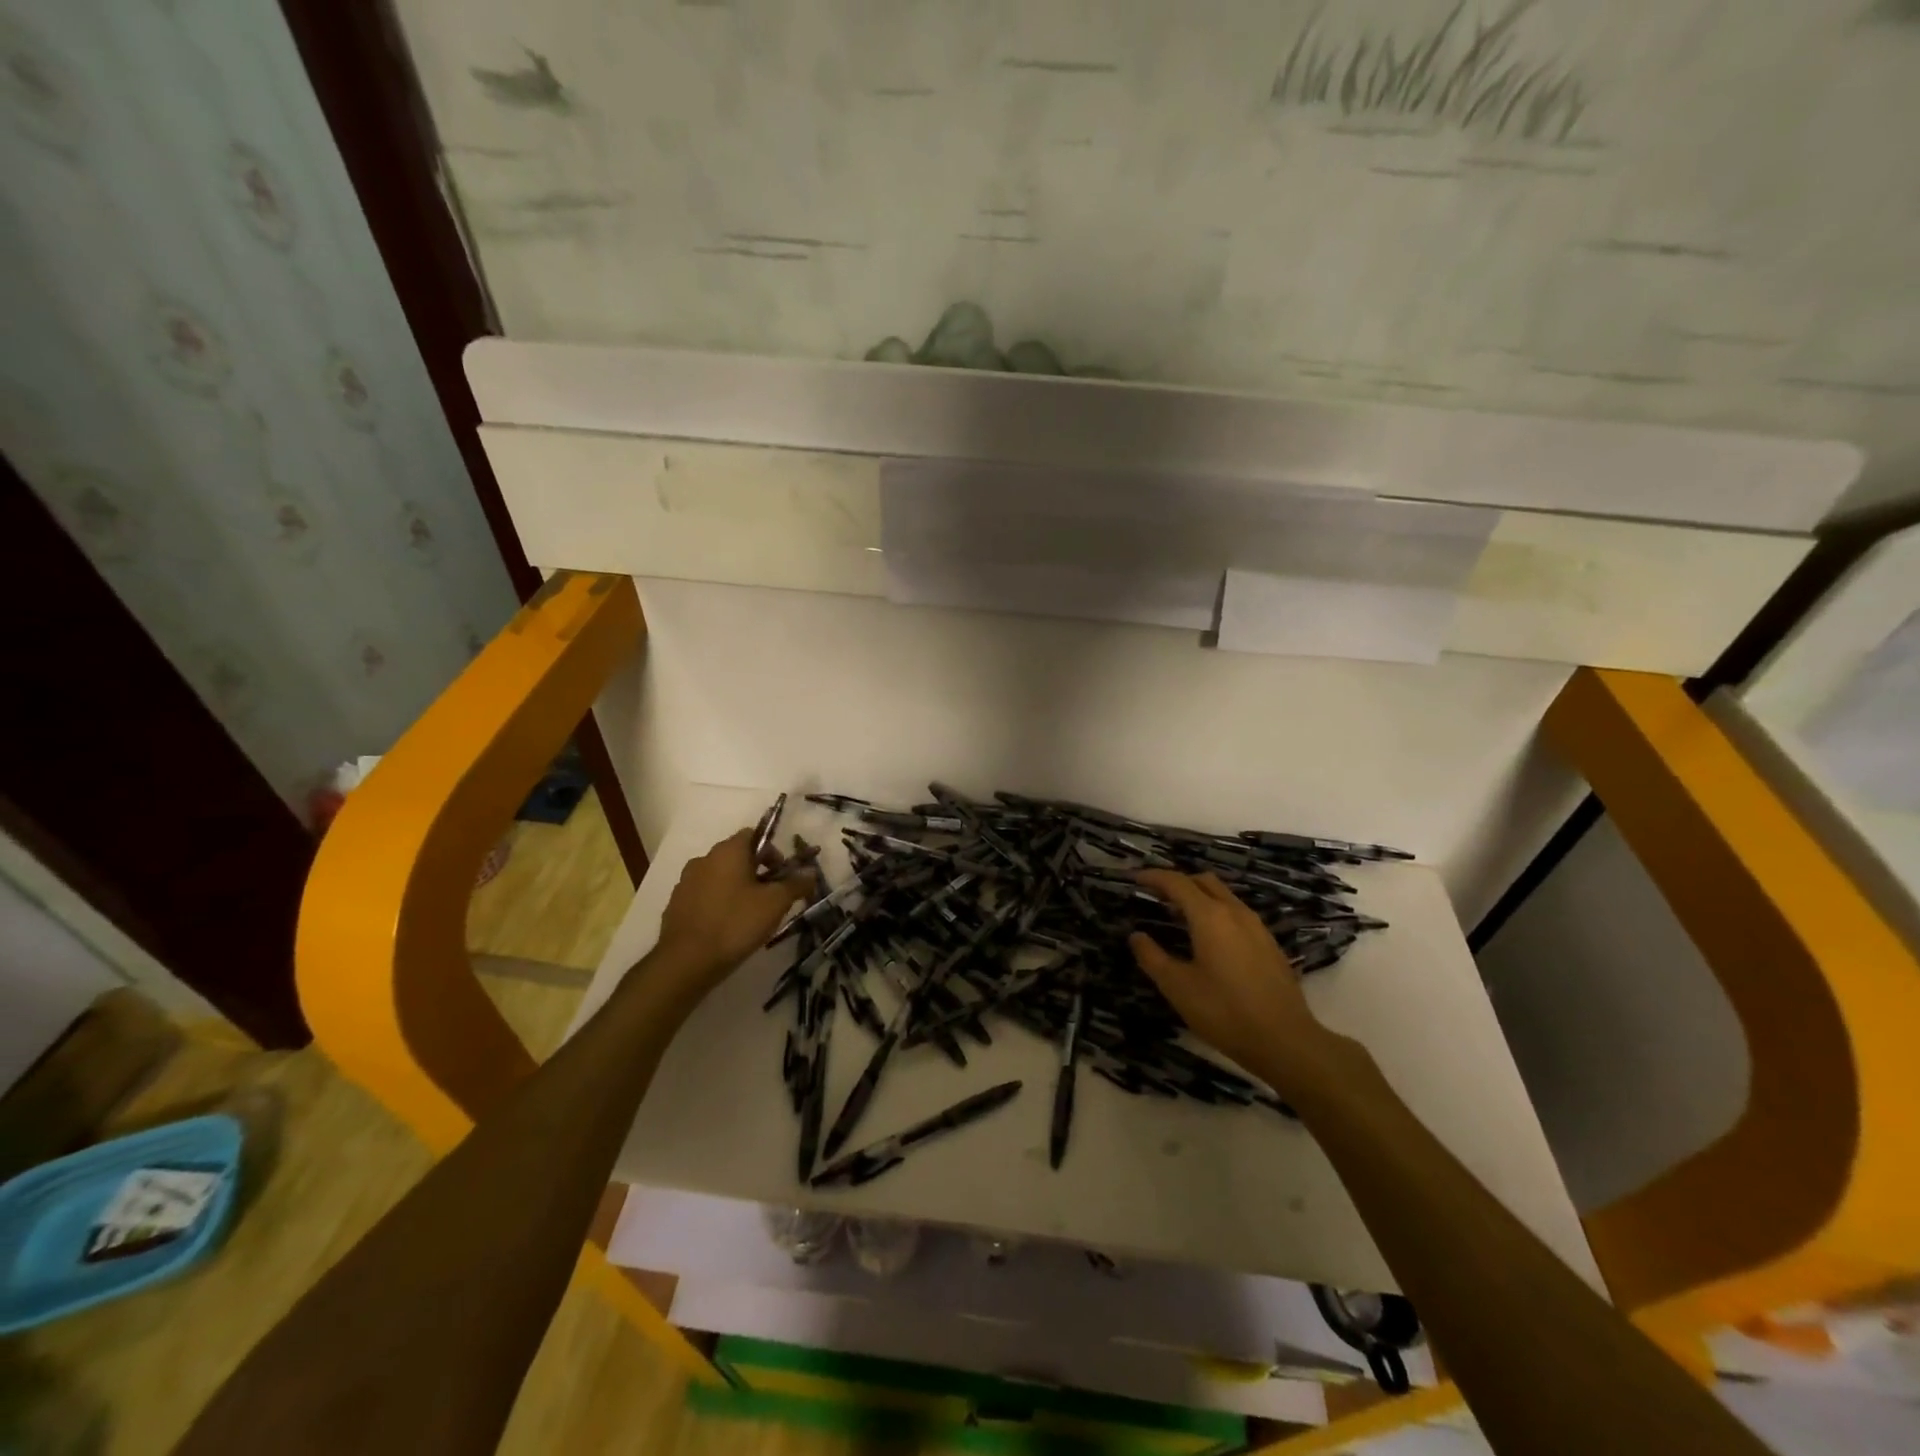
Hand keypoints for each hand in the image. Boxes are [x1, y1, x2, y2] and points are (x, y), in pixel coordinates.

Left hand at [653, 829, 809, 989]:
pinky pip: (704, 895)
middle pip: (737, 856)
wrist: (685, 962)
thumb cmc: (735, 924)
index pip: (754, 835)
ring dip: (737, 887)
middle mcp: (704, 859)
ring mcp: (686, 882)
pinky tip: (727, 926)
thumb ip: (796, 884)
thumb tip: (811, 873)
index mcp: (728, 851)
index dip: (772, 852)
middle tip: (771, 897)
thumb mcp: (775, 904)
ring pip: (719, 876)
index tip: (782, 875)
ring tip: (750, 914)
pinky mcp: (676, 904)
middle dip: (757, 871)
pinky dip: (718, 903)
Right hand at [1129, 870, 1349, 1098]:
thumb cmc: (1225, 1012)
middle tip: (1156, 895)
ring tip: (1178, 916)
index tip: (1135, 878)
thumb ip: (1152, 957)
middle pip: (1203, 881)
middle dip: (1178, 882)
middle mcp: (1235, 912)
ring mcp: (1256, 927)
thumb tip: (1136, 936)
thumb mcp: (1178, 987)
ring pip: (1223, 896)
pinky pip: (1236, 913)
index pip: (1177, 882)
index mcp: (1210, 916)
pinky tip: (1208, 939)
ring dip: (1198, 896)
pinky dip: (1216, 912)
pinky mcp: (1268, 944)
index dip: (1153, 876)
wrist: (1286, 1041)